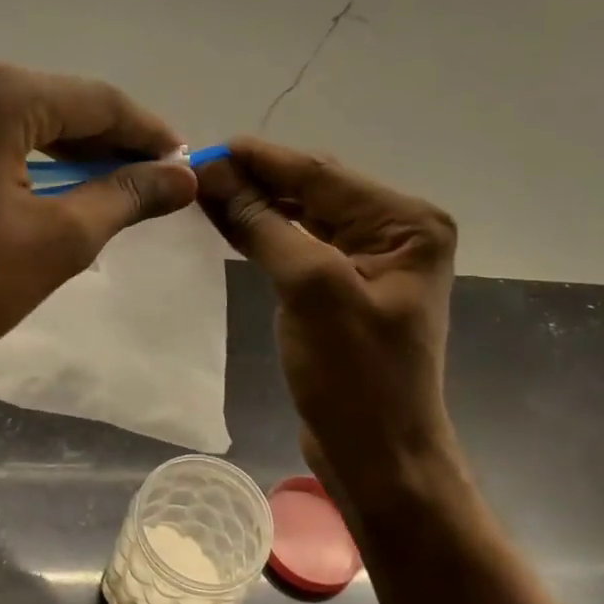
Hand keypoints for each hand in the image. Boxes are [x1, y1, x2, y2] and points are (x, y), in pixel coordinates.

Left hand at [0, 63, 197, 382]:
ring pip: (12, 116)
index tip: (183, 163)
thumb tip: (179, 175)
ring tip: (97, 184)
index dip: (148, 133)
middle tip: (146, 180)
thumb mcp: (56, 244)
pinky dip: (13, 154)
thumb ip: (123, 198)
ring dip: (60, 148)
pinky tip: (29, 186)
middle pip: (54, 101)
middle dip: (105, 141)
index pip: (98, 101)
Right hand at [197, 138, 457, 510]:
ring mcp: (372, 261)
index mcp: (407, 223)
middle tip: (196, 171)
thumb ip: (263, 224)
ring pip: (304, 217)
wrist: (378, 456)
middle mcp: (396, 232)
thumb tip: (215, 173)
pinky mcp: (347, 288)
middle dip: (257, 180)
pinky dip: (265, 234)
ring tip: (204, 192)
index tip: (204, 147)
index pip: (322, 175)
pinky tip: (230, 224)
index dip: (261, 159)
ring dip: (257, 205)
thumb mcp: (310, 289)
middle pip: (314, 191)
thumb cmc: (355, 376)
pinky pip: (301, 247)